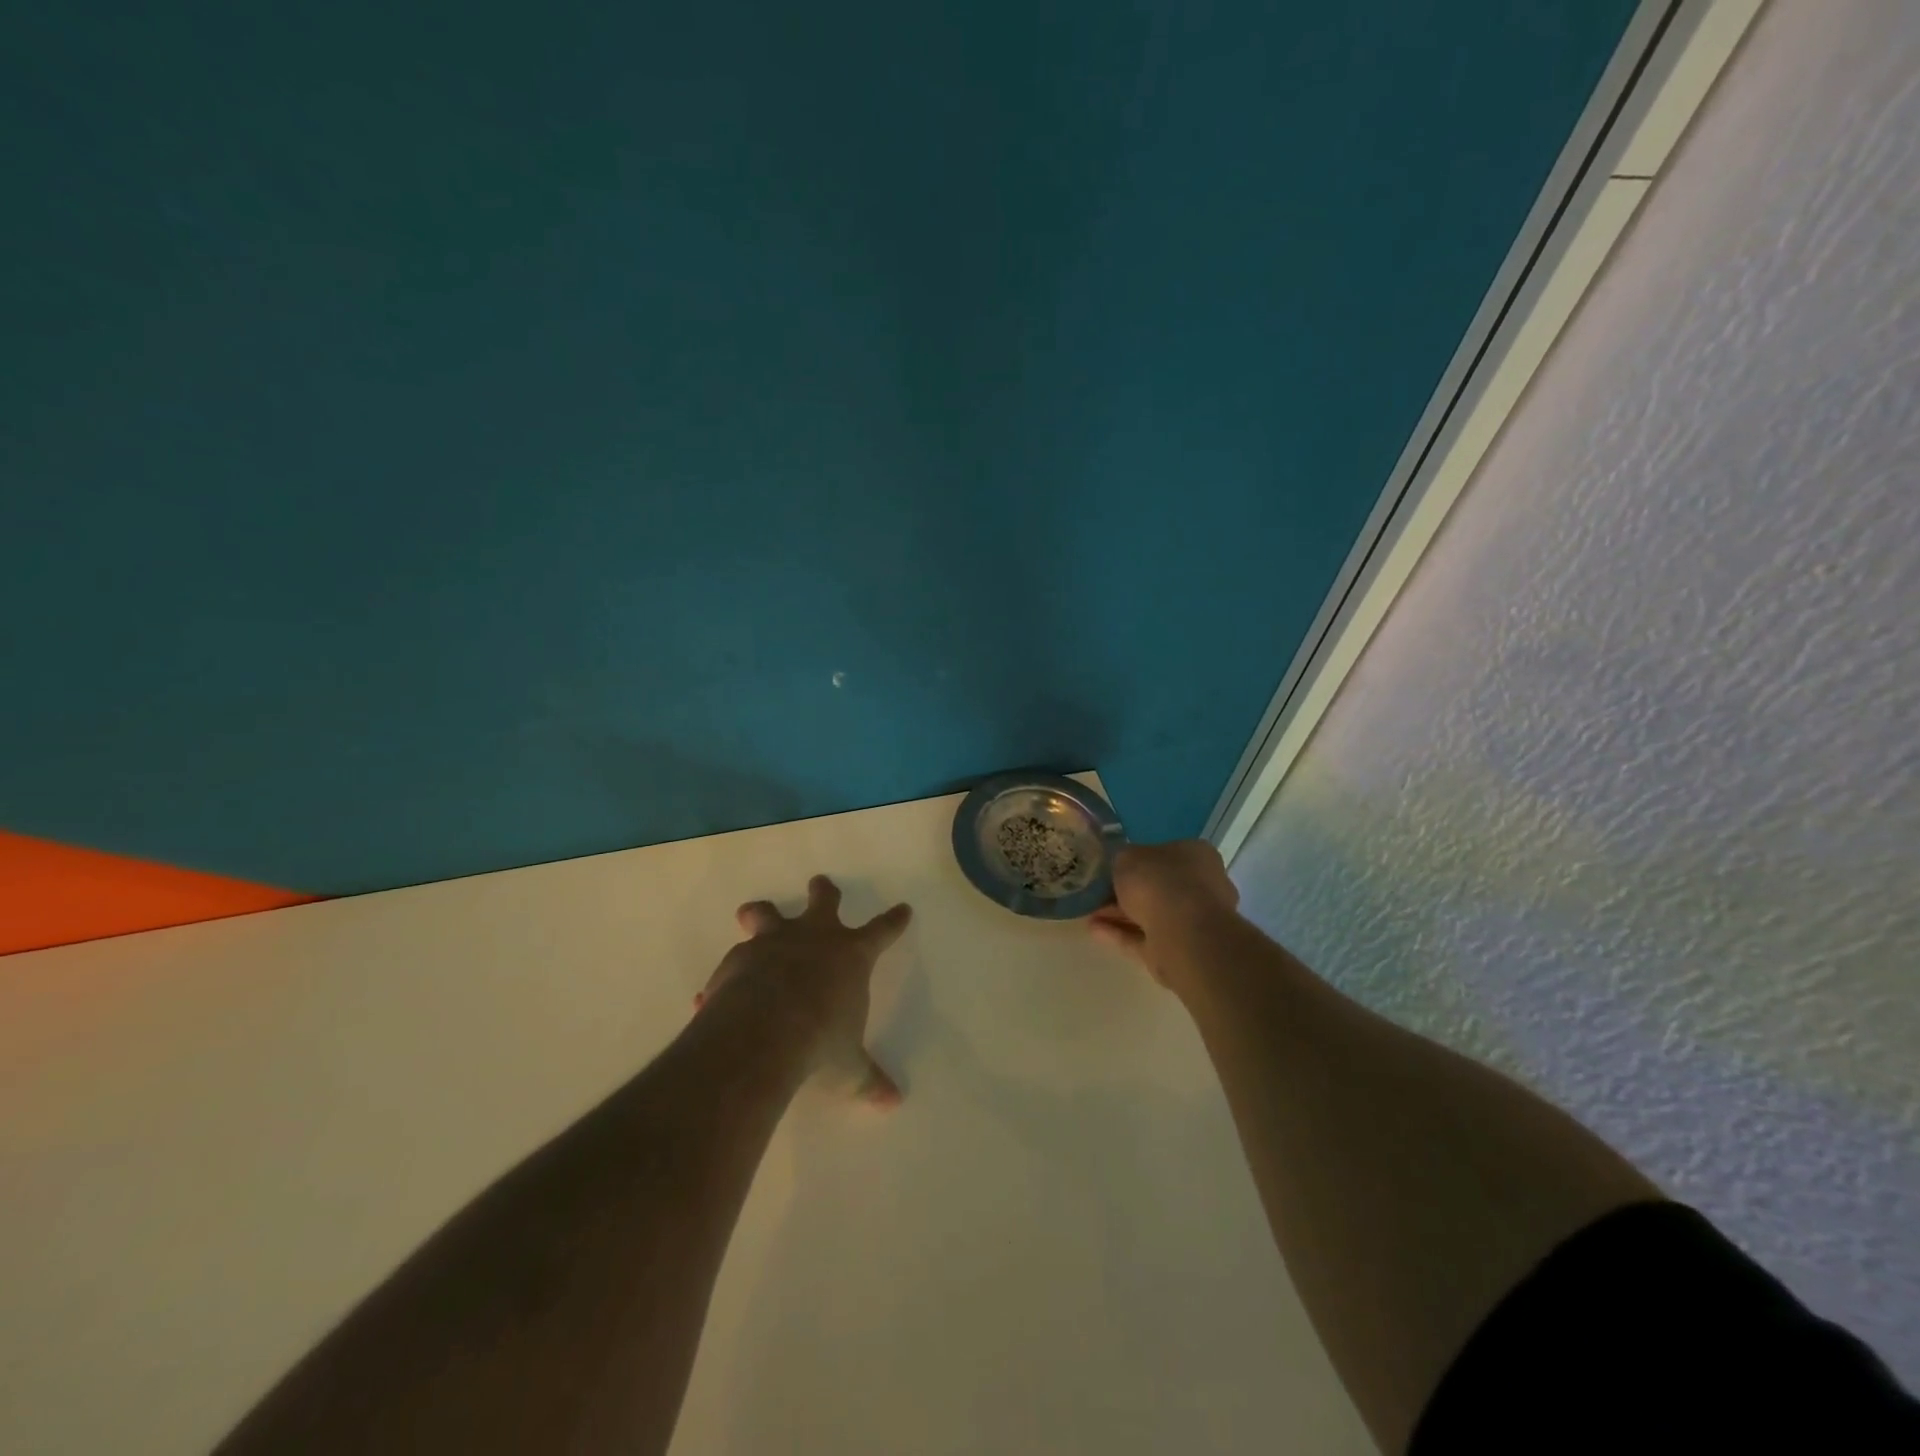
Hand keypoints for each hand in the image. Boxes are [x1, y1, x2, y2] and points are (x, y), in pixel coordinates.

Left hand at [696, 875, 911, 1107]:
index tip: (902, 908)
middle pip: (824, 901)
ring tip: (753, 913)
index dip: (893, 920)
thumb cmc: (820, 1043)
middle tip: (821, 884)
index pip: (882, 931)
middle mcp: (813, 938)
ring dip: (761, 913)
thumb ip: (868, 1079)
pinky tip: (715, 994)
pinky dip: (728, 974)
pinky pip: (733, 961)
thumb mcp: (848, 1068)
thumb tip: (893, 1101)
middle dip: (824, 892)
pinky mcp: (738, 959)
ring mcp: (773, 943)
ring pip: (767, 913)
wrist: (762, 1035)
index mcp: (850, 956)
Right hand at [1089, 840, 1239, 986]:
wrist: (1184, 935)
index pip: (1165, 854)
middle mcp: (1200, 886)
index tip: (1112, 867)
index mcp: (1196, 855)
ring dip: (1119, 914)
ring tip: (1088, 912)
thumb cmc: (1160, 882)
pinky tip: (1094, 930)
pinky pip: (1144, 938)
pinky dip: (1120, 933)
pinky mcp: (1178, 950)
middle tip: (1097, 892)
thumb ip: (1123, 860)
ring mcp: (1192, 922)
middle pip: (1158, 887)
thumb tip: (1122, 866)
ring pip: (1150, 914)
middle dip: (1126, 891)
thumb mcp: (1127, 857)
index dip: (1136, 860)